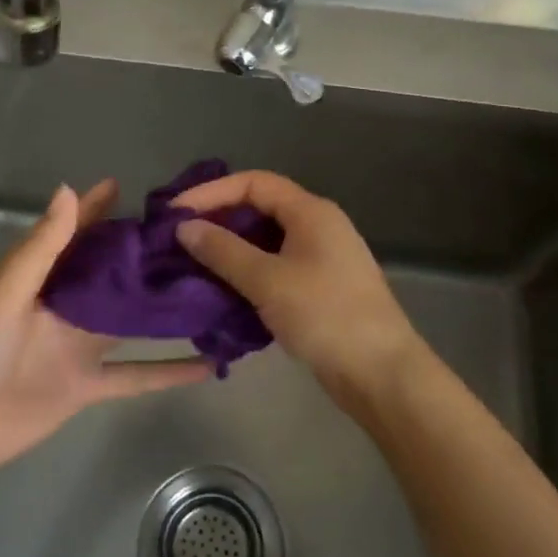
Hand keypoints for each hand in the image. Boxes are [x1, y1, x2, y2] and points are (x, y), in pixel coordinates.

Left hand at [0, 180, 209, 476]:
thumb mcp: (4, 296)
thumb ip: (41, 248)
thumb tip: (68, 190)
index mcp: (39, 282)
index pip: (73, 236)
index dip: (94, 211)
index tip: (126, 188)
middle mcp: (64, 309)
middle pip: (109, 276)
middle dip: (141, 256)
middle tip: (188, 236)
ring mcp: (79, 348)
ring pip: (130, 320)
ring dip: (162, 307)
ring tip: (207, 287)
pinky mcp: (89, 387)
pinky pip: (135, 376)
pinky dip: (168, 372)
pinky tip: (207, 363)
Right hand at [174, 170, 426, 411]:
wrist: (381, 373)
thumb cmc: (325, 316)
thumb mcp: (267, 280)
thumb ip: (223, 251)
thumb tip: (185, 227)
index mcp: (311, 212)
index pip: (254, 183)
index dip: (212, 192)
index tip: (175, 212)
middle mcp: (318, 226)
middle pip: (260, 208)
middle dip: (218, 219)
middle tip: (179, 238)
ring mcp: (322, 258)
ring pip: (266, 240)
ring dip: (230, 248)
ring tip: (193, 263)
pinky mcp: (320, 288)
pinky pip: (275, 266)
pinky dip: (247, 272)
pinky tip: (223, 289)